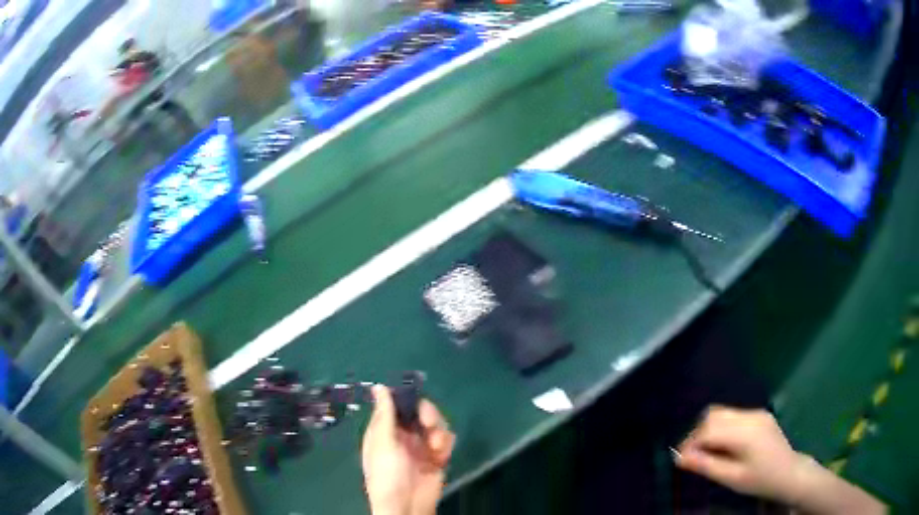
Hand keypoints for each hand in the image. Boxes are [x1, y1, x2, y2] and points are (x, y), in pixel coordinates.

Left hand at [362, 385, 455, 514]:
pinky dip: (446, 444)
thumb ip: (385, 415)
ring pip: (436, 424)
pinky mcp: (437, 456)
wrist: (406, 506)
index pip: (397, 404)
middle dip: (428, 414)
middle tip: (429, 422)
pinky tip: (441, 455)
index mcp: (385, 429)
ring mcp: (421, 446)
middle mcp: (404, 434)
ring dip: (438, 432)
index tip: (415, 397)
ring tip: (435, 447)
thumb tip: (378, 386)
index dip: (407, 398)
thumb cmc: (387, 474)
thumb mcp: (383, 444)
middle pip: (420, 411)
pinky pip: (446, 440)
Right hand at [675, 406, 809, 504]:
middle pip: (713, 415)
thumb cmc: (760, 480)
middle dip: (697, 434)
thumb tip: (679, 458)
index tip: (679, 459)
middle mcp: (750, 416)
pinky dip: (721, 427)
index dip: (690, 443)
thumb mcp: (731, 478)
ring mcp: (756, 413)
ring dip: (708, 429)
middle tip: (691, 456)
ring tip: (705, 451)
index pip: (708, 430)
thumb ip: (706, 465)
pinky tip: (722, 445)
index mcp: (744, 433)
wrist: (789, 473)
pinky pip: (733, 415)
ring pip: (722, 412)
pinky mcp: (759, 414)